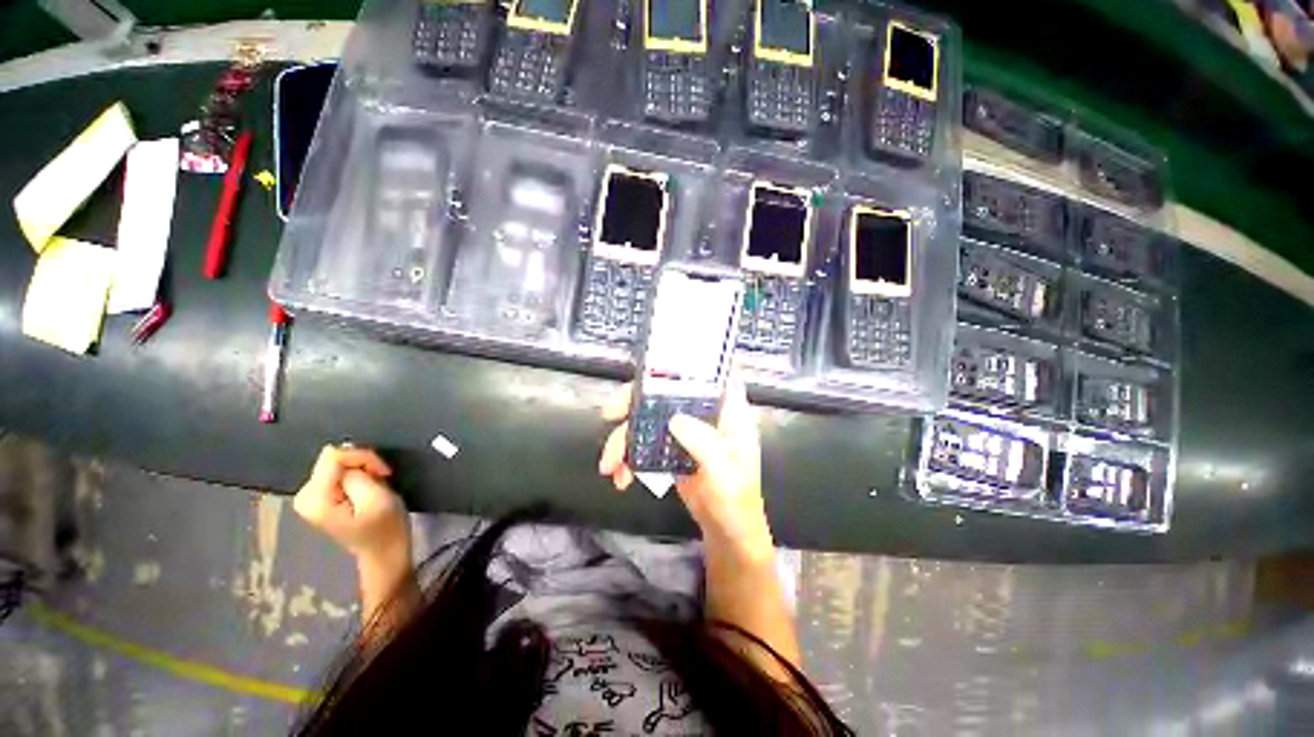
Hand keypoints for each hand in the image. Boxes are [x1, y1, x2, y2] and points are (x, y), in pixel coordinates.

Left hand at [293, 445, 409, 563]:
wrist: (384, 552)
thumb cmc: (385, 528)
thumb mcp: (376, 498)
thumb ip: (357, 473)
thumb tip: (345, 452)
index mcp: (314, 498)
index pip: (334, 456)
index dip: (364, 458)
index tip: (384, 473)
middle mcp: (305, 495)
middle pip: (333, 458)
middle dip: (362, 464)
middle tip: (381, 479)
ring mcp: (311, 497)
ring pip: (338, 463)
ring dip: (362, 470)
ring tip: (376, 486)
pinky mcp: (321, 497)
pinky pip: (339, 471)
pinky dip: (358, 475)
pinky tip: (367, 488)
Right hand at [598, 378, 773, 556]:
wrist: (726, 529)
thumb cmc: (736, 497)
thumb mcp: (725, 469)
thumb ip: (704, 442)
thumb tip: (675, 419)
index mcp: (724, 408)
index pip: (703, 373)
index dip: (678, 363)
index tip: (648, 369)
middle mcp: (702, 413)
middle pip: (663, 392)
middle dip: (633, 401)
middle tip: (610, 414)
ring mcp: (684, 430)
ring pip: (647, 418)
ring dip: (623, 438)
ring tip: (609, 465)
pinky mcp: (670, 448)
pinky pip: (643, 442)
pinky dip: (628, 457)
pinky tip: (620, 475)